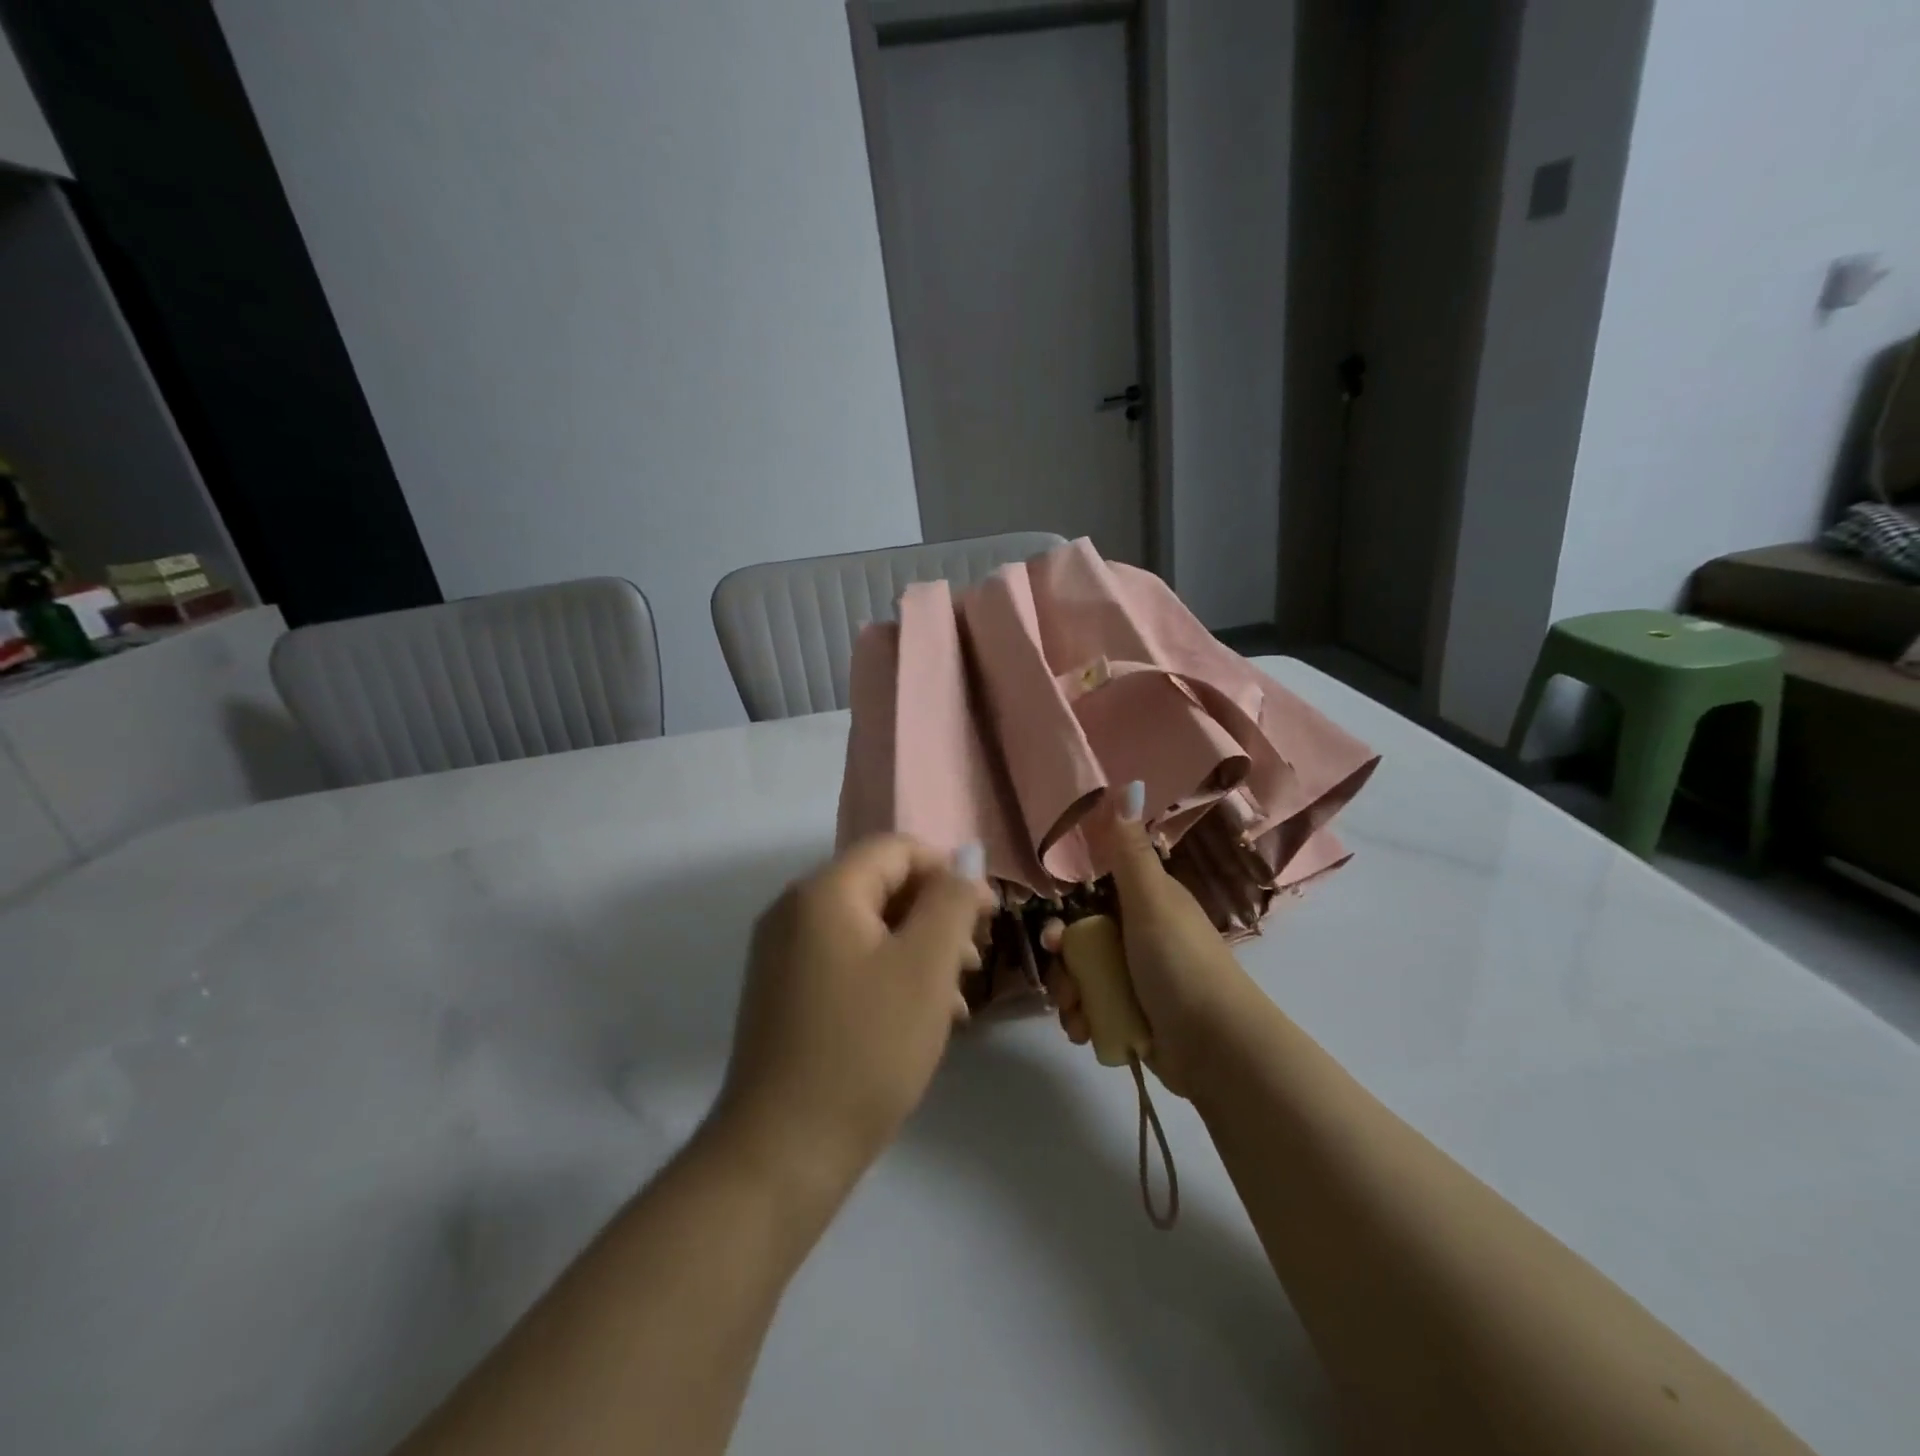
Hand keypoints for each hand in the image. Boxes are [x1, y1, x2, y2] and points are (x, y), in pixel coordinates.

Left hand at [716, 835, 992, 1196]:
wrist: (782, 1151)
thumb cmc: (866, 1048)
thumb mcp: (925, 967)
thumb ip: (951, 900)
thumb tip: (966, 855)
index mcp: (823, 892)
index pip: (897, 849)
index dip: (949, 872)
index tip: (988, 916)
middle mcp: (794, 910)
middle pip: (881, 885)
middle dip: (936, 915)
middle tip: (974, 961)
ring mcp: (783, 953)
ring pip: (867, 927)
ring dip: (917, 949)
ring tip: (956, 997)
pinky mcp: (784, 992)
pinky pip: (846, 960)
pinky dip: (887, 974)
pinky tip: (918, 1017)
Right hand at [1043, 783, 1254, 1097]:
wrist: (1216, 1048)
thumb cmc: (1180, 965)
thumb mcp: (1151, 902)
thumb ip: (1129, 851)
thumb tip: (1126, 783)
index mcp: (1145, 905)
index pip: (1089, 901)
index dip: (1066, 918)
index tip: (1055, 938)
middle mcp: (1139, 938)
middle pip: (1080, 943)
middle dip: (1064, 966)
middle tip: (1064, 986)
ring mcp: (1137, 979)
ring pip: (1082, 978)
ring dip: (1070, 998)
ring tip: (1077, 1017)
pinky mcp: (1134, 1016)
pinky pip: (1093, 1010)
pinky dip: (1084, 1021)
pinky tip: (1085, 1033)